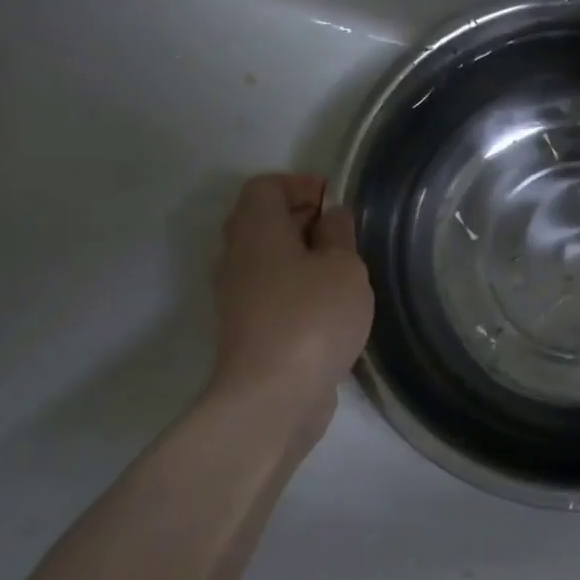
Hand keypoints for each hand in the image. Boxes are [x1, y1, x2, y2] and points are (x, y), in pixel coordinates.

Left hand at [208, 174, 373, 441]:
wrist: (273, 394)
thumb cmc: (312, 317)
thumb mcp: (343, 267)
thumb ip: (338, 234)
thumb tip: (330, 217)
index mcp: (256, 230)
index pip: (265, 186)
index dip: (300, 185)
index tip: (335, 200)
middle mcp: (236, 257)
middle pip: (261, 220)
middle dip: (301, 218)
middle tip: (342, 231)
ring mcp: (237, 295)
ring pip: (266, 257)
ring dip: (301, 255)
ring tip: (342, 268)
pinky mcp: (247, 327)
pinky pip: (271, 289)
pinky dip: (296, 285)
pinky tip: (329, 303)